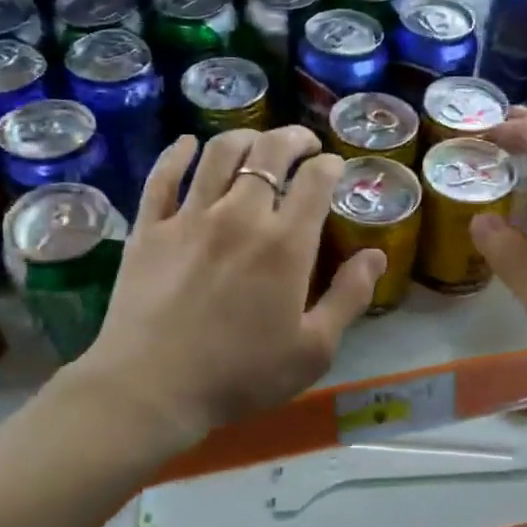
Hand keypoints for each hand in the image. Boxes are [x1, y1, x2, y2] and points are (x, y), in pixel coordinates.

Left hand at [75, 127, 384, 448]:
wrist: (152, 389)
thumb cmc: (241, 375)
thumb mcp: (313, 349)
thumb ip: (349, 297)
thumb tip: (376, 255)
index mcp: (285, 244)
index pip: (315, 181)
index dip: (330, 165)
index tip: (335, 166)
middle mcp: (240, 215)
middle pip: (269, 153)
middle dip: (294, 138)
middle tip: (305, 143)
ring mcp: (189, 217)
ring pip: (220, 153)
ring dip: (245, 138)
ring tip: (257, 143)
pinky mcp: (150, 227)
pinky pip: (164, 175)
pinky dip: (178, 153)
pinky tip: (187, 145)